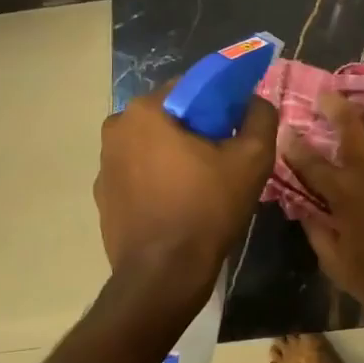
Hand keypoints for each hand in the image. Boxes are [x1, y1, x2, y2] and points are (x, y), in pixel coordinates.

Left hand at [94, 88, 279, 315]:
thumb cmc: (207, 209)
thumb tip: (255, 100)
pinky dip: (158, 177)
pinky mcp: (103, 195)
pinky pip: (138, 172)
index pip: (192, 86)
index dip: (221, 101)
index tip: (238, 125)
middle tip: (226, 155)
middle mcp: (117, 128)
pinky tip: (180, 202)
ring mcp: (104, 163)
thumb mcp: (252, 159)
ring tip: (205, 182)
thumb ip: (260, 117)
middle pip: (170, 114)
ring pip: (153, 143)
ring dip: (177, 153)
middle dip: (198, 127)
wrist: (163, 276)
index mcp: (146, 110)